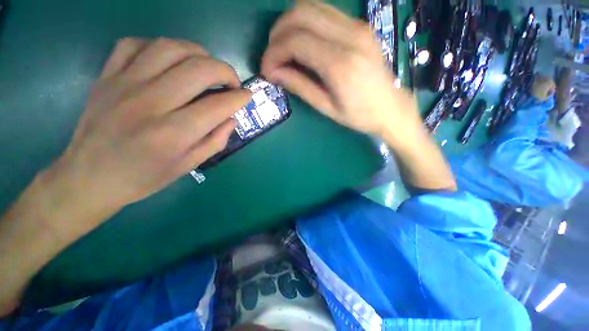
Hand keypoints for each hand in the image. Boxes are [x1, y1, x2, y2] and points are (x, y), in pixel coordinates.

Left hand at [51, 38, 250, 212]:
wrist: (90, 177)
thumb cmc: (145, 177)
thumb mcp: (190, 165)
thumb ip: (216, 140)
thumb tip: (232, 117)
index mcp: (174, 133)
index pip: (218, 105)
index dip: (239, 98)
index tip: (247, 95)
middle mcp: (151, 103)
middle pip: (199, 69)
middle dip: (226, 71)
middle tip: (231, 82)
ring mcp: (124, 84)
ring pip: (171, 47)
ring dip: (198, 53)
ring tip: (206, 67)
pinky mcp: (107, 76)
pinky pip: (135, 44)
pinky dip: (159, 47)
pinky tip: (169, 62)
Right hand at [263, 2, 454, 191]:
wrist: (391, 108)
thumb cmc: (359, 115)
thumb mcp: (326, 107)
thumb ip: (300, 86)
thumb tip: (274, 73)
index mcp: (340, 64)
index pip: (295, 41)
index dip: (273, 53)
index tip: (266, 70)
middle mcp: (349, 36)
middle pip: (300, 14)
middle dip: (277, 34)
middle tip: (272, 57)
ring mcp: (357, 26)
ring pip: (311, 6)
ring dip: (289, 24)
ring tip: (283, 49)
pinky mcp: (359, 26)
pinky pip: (324, 11)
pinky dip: (305, 22)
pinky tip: (302, 41)